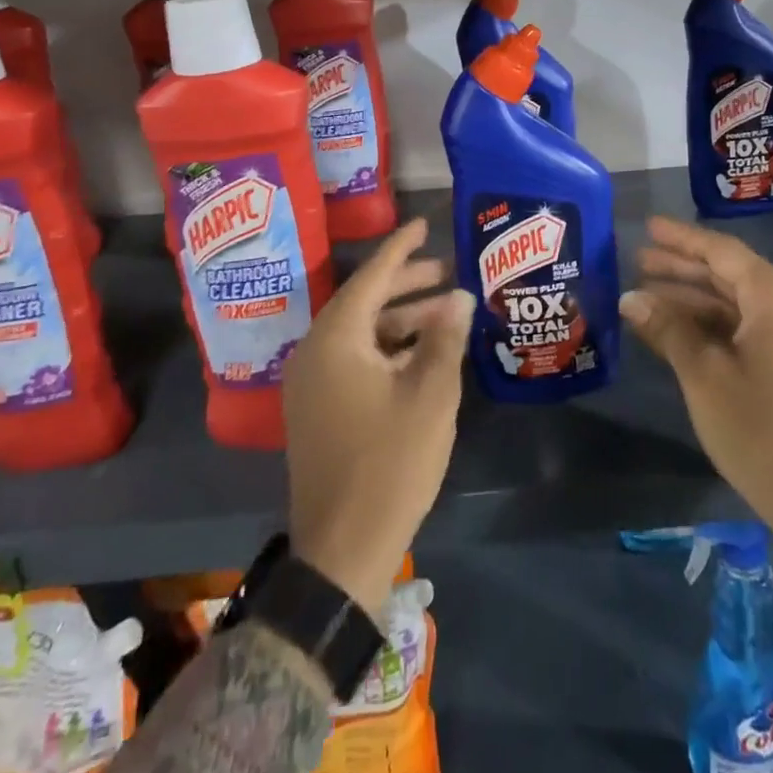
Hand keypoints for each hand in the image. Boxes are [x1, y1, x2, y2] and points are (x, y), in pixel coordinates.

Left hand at [283, 217, 473, 615]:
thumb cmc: (390, 462)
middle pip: (365, 301)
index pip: (372, 276)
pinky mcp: (318, 409)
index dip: (401, 248)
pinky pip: (355, 359)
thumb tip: (460, 296)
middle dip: (407, 283)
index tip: (424, 224)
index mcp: (336, 339)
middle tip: (447, 269)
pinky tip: (423, 352)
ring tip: (446, 312)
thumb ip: (445, 338)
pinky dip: (388, 348)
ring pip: (361, 332)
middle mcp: (315, 352)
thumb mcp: (430, 394)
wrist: (342, 548)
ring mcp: (312, 384)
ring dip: (402, 319)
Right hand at [620, 216, 772, 635]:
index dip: (682, 239)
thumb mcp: (703, 374)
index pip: (722, 252)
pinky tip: (675, 329)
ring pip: (736, 302)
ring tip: (645, 292)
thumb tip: (630, 298)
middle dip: (682, 267)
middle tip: (637, 259)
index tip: (648, 226)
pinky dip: (711, 324)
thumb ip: (667, 328)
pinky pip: (746, 326)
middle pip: (729, 273)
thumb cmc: (759, 429)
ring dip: (693, 297)